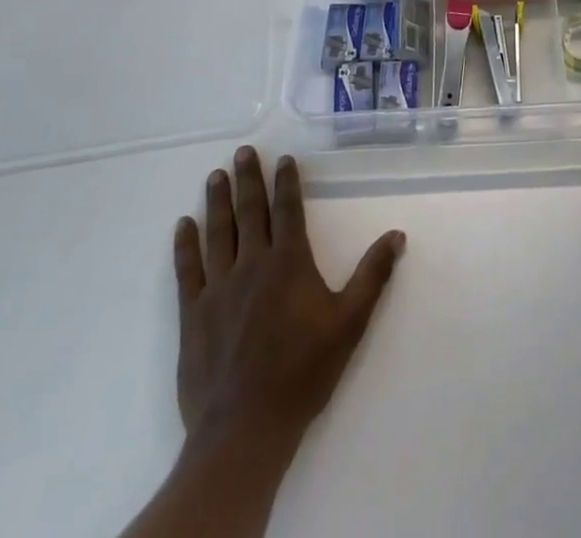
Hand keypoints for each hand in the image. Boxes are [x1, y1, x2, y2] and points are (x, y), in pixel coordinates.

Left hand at [172, 146, 405, 462]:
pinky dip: (185, 245)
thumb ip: (372, 276)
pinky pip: (188, 270)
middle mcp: (253, 264)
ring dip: (217, 202)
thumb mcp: (350, 323)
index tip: (283, 159)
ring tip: (215, 176)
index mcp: (289, 262)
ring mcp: (219, 288)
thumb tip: (396, 235)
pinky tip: (183, 226)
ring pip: (218, 233)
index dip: (286, 182)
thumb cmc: (303, 372)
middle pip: (250, 212)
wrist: (245, 428)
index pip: (287, 210)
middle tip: (242, 152)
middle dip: (248, 179)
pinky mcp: (194, 314)